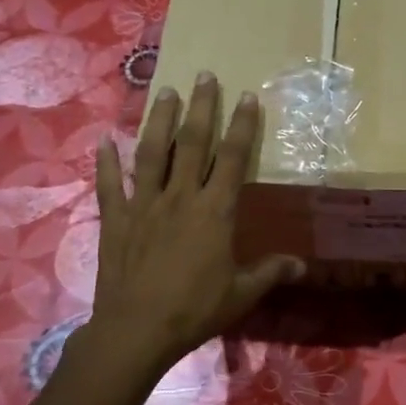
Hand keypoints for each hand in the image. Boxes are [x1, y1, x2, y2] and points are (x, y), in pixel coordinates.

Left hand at [87, 73, 304, 380]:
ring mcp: (144, 204)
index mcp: (215, 211)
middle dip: (201, 107)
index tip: (247, 97)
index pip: (234, 159)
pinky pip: (110, 184)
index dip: (243, 126)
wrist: (137, 329)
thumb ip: (270, 273)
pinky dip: (105, 161)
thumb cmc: (195, 310)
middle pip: (192, 143)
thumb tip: (302, 265)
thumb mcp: (241, 294)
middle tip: (204, 75)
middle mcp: (180, 197)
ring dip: (158, 120)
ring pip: (151, 152)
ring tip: (164, 91)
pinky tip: (103, 141)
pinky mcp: (115, 218)